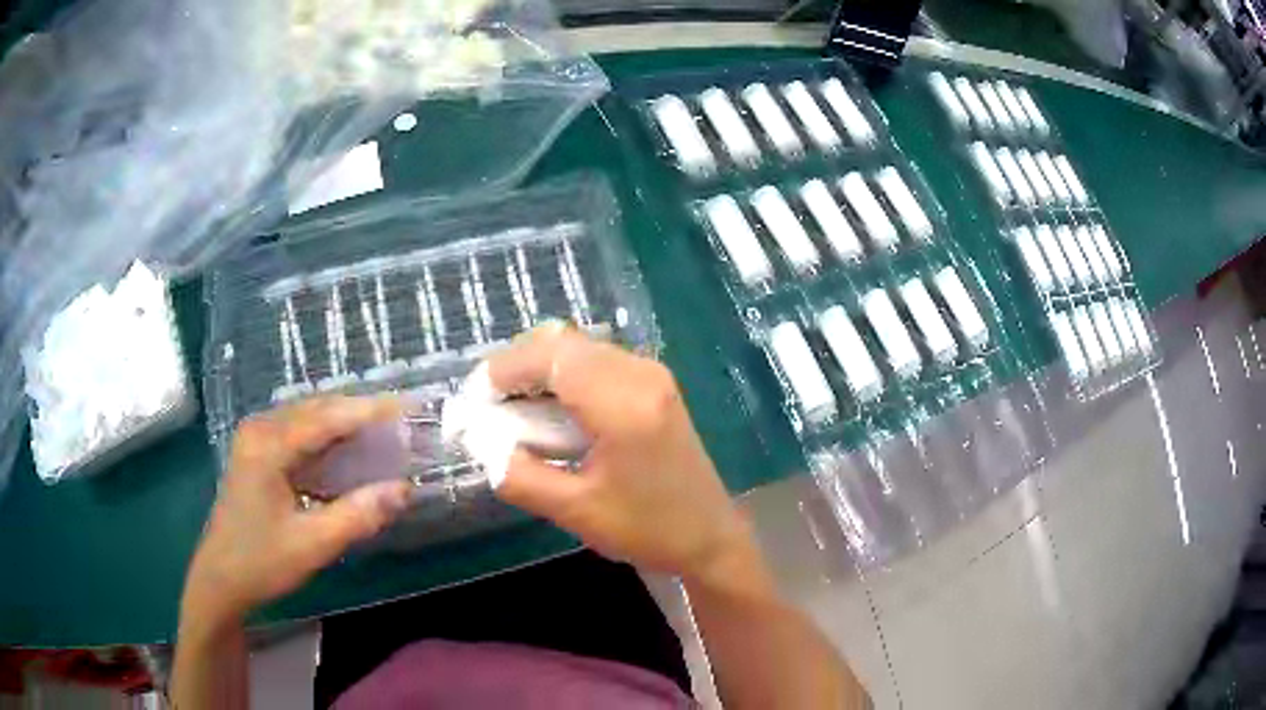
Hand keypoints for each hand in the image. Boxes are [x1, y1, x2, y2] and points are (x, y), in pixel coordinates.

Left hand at [181, 396, 412, 625]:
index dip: (369, 411)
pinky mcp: (257, 452)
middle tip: (401, 420)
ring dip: (344, 421)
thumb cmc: (262, 562)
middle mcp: (260, 429)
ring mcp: (255, 438)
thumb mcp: (313, 544)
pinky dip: (327, 435)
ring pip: (307, 416)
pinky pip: (298, 431)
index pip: (327, 417)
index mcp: (268, 445)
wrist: (220, 579)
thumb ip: (358, 514)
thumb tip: (404, 489)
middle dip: (359, 411)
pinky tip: (347, 449)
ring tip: (382, 430)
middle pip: (317, 408)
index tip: (408, 408)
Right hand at [485, 326, 756, 584]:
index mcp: (624, 403)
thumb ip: (518, 475)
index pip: (551, 356)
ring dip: (540, 369)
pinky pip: (597, 361)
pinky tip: (550, 410)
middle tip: (488, 405)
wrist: (710, 537)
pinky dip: (564, 376)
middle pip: (563, 343)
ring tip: (512, 410)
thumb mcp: (573, 511)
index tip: (474, 399)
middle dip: (517, 367)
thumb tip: (480, 443)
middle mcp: (641, 374)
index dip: (504, 369)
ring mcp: (653, 374)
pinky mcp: (655, 384)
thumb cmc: (647, 529)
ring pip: (579, 348)